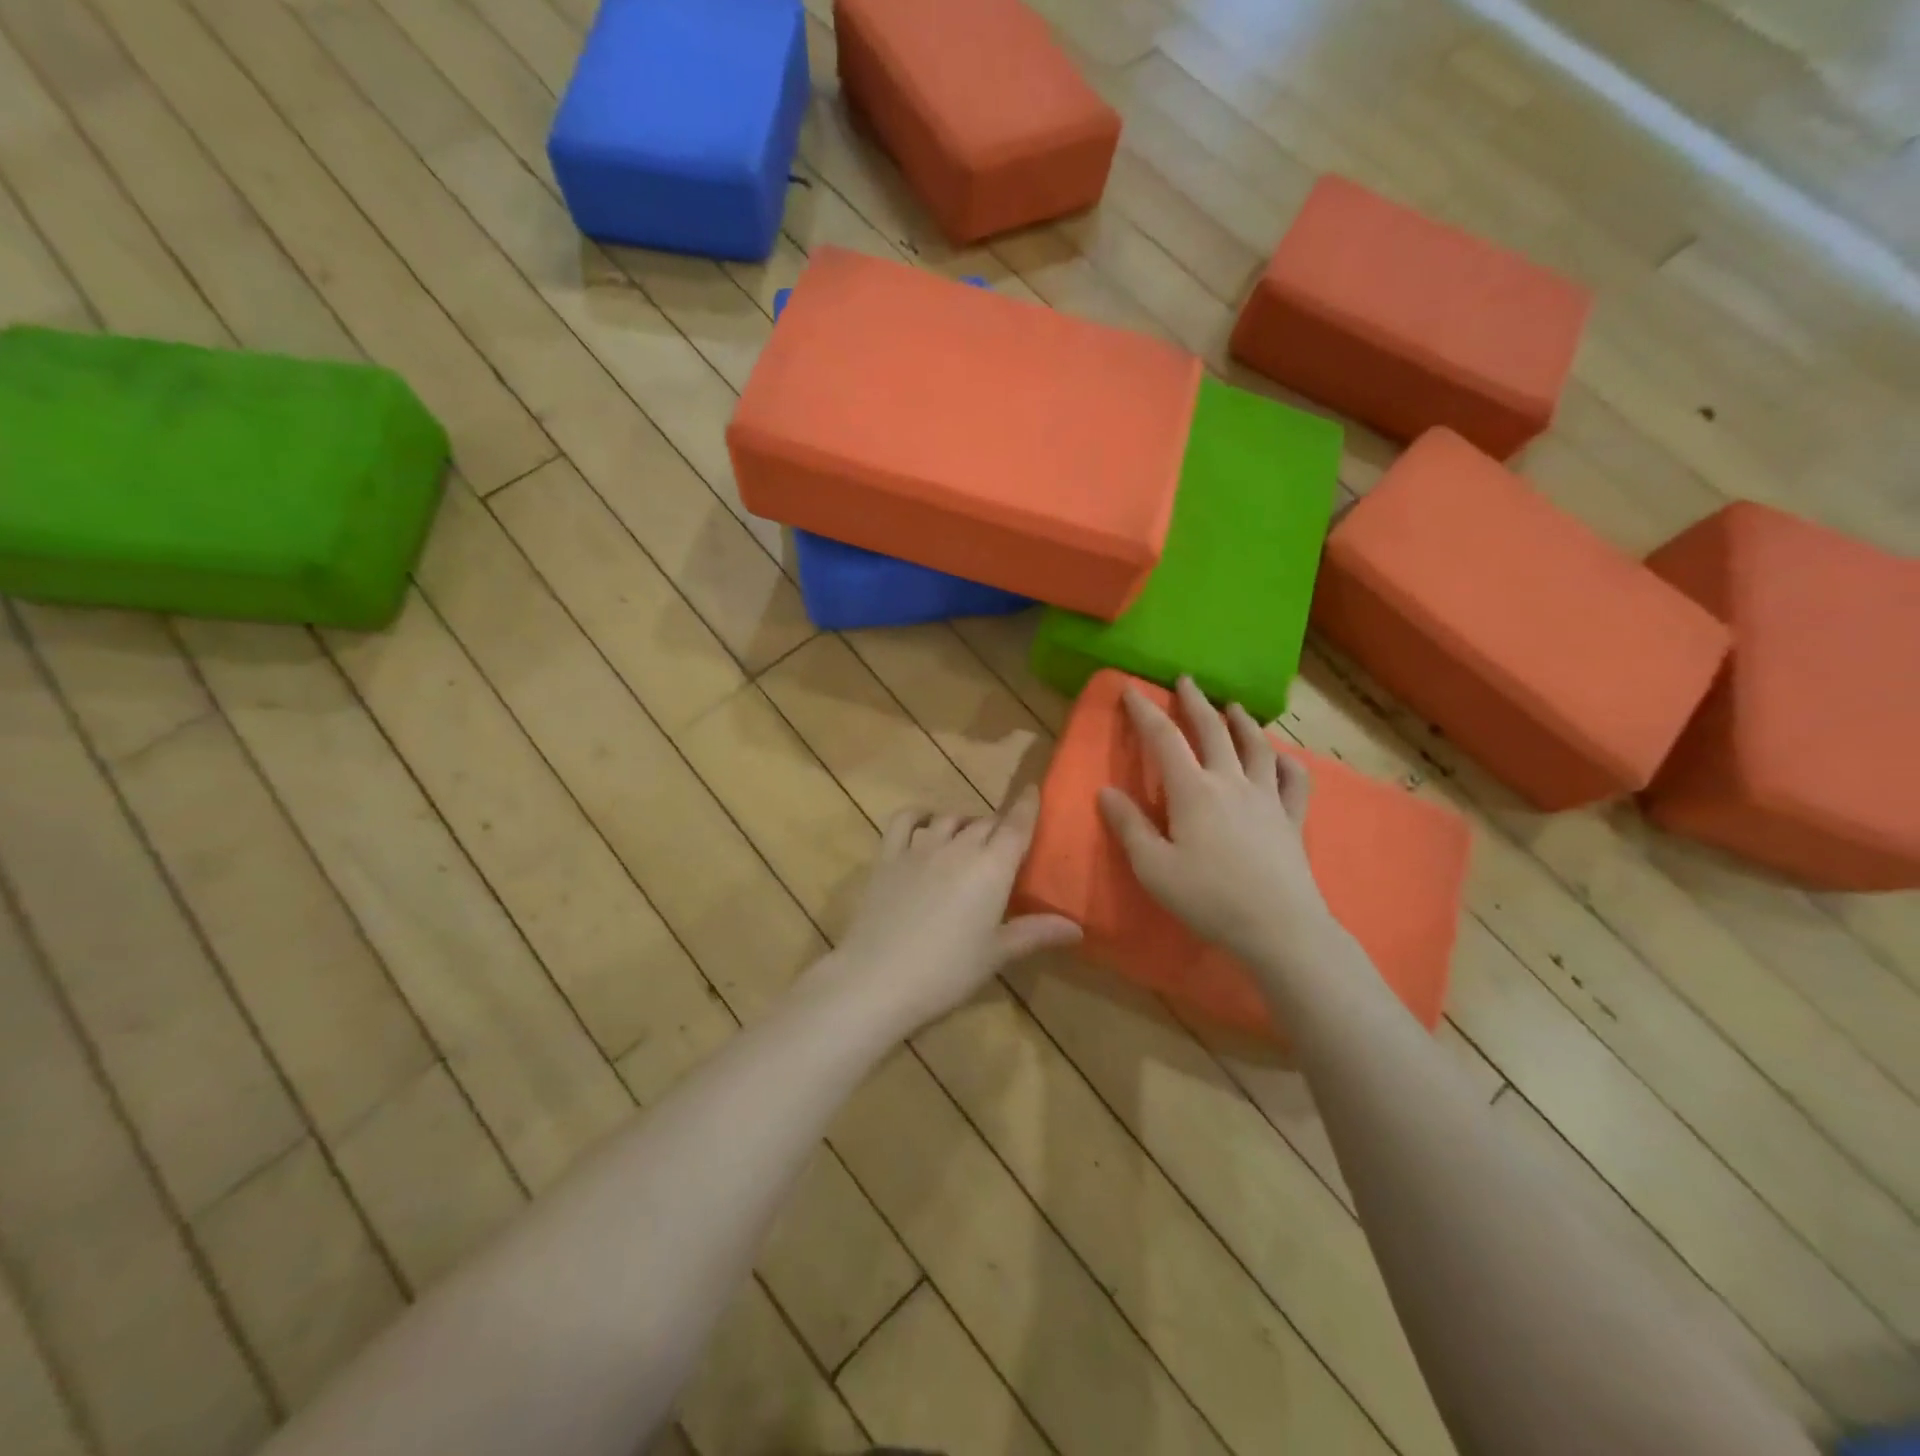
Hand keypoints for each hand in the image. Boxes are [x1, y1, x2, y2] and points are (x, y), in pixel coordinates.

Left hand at [810, 787, 1081, 1038]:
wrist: (878, 978)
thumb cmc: (947, 971)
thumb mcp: (997, 954)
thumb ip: (1036, 932)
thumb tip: (1077, 927)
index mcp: (992, 867)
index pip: (1016, 826)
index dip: (1028, 806)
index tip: (1034, 790)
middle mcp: (958, 846)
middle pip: (985, 823)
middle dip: (998, 826)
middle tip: (1004, 841)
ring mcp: (919, 847)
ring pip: (949, 818)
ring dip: (963, 822)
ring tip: (968, 835)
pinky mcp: (888, 855)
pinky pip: (905, 820)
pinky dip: (919, 814)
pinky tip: (925, 822)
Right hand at [1098, 678, 1336, 968]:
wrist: (1279, 927)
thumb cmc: (1208, 898)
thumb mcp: (1153, 868)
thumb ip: (1129, 826)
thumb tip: (1106, 791)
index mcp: (1193, 791)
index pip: (1164, 739)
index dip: (1145, 712)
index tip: (1131, 690)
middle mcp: (1231, 782)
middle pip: (1213, 730)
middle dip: (1196, 702)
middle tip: (1186, 680)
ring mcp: (1267, 798)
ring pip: (1256, 747)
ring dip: (1242, 722)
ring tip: (1234, 707)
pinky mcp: (1292, 818)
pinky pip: (1294, 780)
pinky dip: (1287, 761)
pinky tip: (1281, 758)